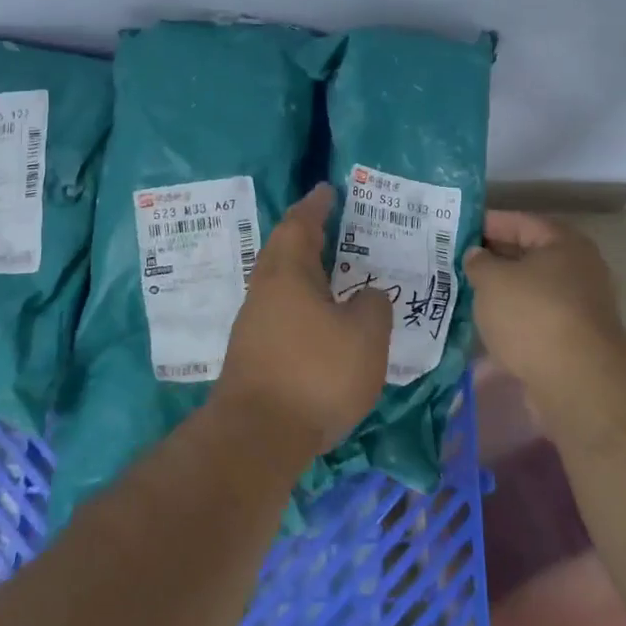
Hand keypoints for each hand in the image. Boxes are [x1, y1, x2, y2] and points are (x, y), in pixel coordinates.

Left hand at [215, 184, 393, 456]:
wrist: (257, 436)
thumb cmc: (316, 373)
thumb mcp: (365, 336)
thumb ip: (373, 306)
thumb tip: (367, 295)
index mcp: (289, 272)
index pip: (301, 223)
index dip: (316, 204)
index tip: (328, 189)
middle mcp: (265, 289)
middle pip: (283, 248)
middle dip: (306, 233)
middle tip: (333, 225)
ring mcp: (253, 322)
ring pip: (279, 281)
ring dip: (303, 269)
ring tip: (334, 271)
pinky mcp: (252, 352)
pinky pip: (279, 309)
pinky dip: (300, 301)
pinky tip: (320, 318)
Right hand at [464, 211, 625, 395]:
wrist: (576, 382)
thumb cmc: (533, 315)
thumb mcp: (492, 280)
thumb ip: (478, 262)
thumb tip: (476, 255)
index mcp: (563, 244)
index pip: (519, 222)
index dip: (486, 223)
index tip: (456, 230)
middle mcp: (576, 271)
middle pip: (526, 257)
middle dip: (490, 260)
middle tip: (453, 262)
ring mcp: (576, 308)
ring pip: (528, 292)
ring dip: (499, 294)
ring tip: (461, 294)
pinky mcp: (569, 341)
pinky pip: (531, 322)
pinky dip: (508, 323)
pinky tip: (480, 329)